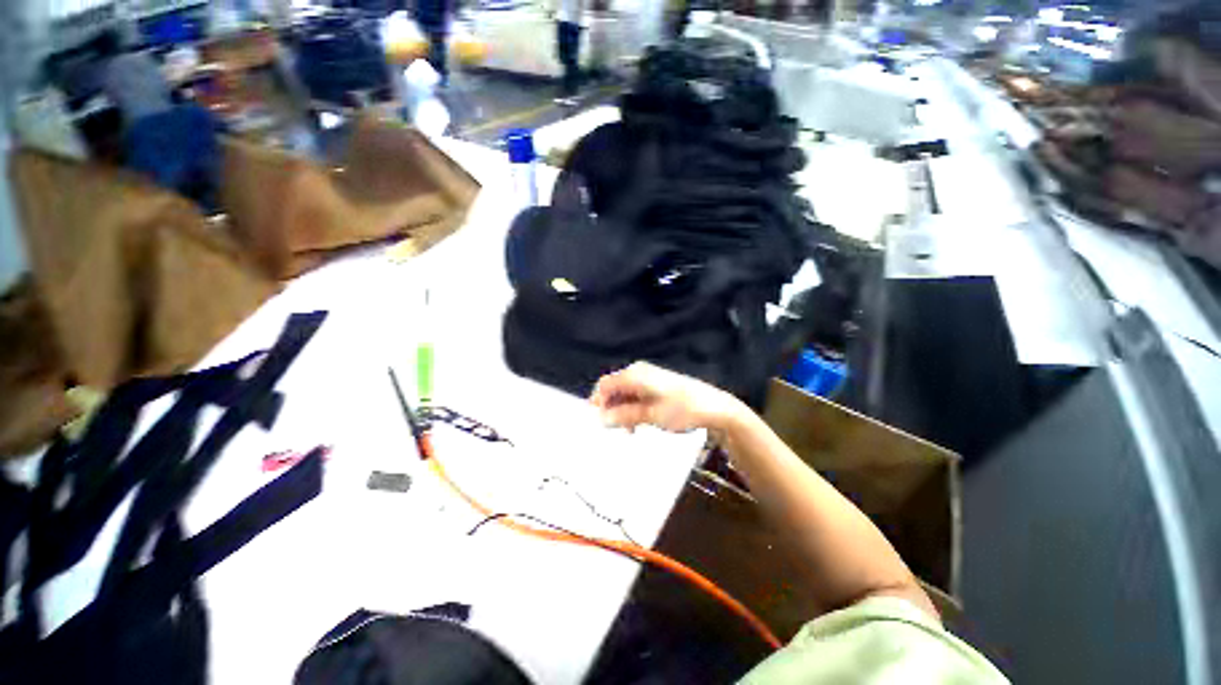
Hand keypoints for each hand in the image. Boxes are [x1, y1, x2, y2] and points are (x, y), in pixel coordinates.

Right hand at [589, 362, 742, 433]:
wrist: (715, 407)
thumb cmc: (683, 409)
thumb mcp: (650, 415)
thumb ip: (623, 416)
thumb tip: (601, 419)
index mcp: (635, 375)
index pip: (604, 385)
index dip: (597, 403)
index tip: (598, 424)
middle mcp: (639, 372)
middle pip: (613, 389)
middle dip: (611, 409)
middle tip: (615, 430)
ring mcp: (648, 377)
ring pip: (624, 394)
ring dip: (622, 411)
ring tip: (629, 431)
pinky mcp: (656, 385)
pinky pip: (636, 395)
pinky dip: (633, 409)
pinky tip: (638, 423)